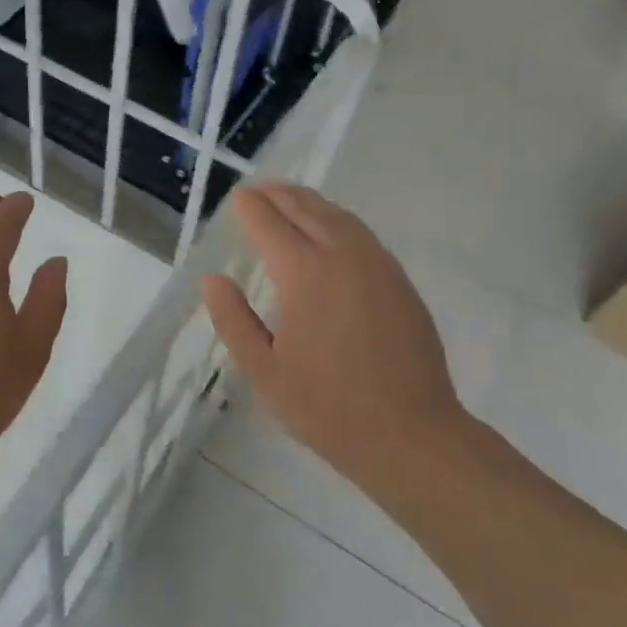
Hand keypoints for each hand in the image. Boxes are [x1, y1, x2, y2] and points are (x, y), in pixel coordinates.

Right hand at [201, 183, 473, 493]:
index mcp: (305, 274)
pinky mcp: (400, 281)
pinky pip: (362, 234)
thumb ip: (234, 320)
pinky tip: (330, 233)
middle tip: (258, 191)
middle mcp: (344, 256)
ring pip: (339, 216)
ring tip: (289, 201)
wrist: (412, 436)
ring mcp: (378, 265)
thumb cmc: (328, 408)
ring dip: (310, 202)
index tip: (237, 198)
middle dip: (279, 195)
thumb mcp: (264, 371)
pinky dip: (337, 220)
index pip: (270, 223)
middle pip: (307, 208)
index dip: (251, 207)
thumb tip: (214, 279)